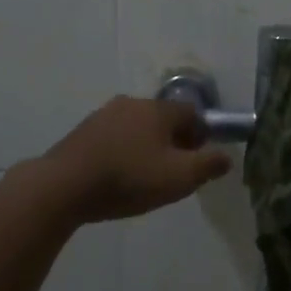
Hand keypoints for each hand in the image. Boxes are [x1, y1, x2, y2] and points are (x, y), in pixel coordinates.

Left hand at [41, 96, 233, 222]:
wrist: (63, 186)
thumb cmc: (129, 179)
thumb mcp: (179, 178)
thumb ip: (208, 165)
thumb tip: (227, 157)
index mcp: (158, 110)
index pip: (192, 113)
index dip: (201, 135)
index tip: (197, 160)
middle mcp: (132, 104)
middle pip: (163, 119)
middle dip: (173, 141)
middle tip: (173, 170)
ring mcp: (103, 115)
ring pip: (136, 127)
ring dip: (145, 146)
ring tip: (143, 176)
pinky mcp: (81, 132)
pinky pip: (113, 138)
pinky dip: (122, 152)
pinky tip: (117, 176)